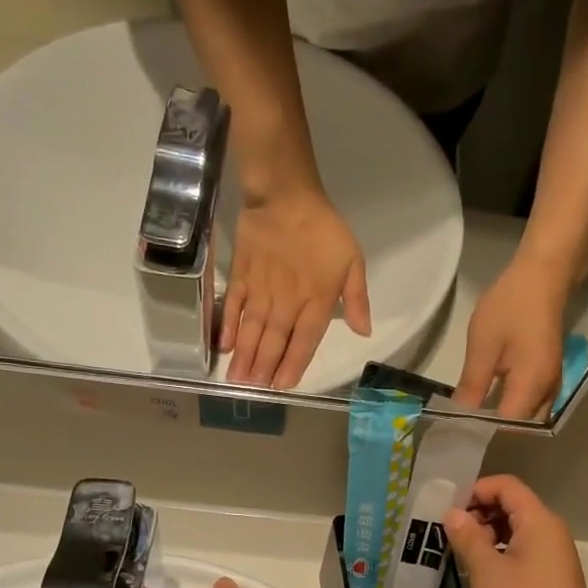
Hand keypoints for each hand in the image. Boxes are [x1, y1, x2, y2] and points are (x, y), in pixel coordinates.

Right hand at [222, 187, 370, 389]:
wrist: (285, 196)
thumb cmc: (323, 229)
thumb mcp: (353, 261)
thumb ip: (357, 299)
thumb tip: (363, 332)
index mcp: (316, 301)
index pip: (304, 341)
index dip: (293, 365)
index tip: (282, 386)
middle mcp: (287, 302)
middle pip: (274, 341)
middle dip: (264, 368)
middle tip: (254, 391)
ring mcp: (260, 290)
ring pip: (252, 330)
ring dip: (245, 357)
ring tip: (236, 380)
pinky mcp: (241, 276)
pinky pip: (233, 306)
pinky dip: (228, 326)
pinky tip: (223, 345)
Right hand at [441, 475, 587, 587]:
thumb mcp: (486, 572)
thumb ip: (468, 538)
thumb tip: (453, 514)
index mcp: (539, 522)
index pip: (507, 486)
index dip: (476, 490)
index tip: (450, 510)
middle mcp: (551, 534)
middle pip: (513, 507)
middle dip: (480, 514)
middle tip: (452, 536)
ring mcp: (554, 559)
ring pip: (517, 533)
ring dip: (488, 537)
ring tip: (463, 557)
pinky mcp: (551, 581)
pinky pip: (523, 554)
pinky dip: (501, 556)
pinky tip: (481, 577)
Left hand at [455, 253, 570, 419]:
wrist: (544, 274)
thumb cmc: (511, 306)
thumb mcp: (483, 345)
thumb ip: (473, 384)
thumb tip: (461, 414)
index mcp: (532, 387)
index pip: (507, 425)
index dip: (483, 430)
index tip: (458, 430)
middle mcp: (548, 391)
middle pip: (521, 425)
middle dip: (495, 428)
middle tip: (464, 424)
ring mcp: (552, 381)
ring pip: (529, 414)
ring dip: (504, 416)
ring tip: (475, 413)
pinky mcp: (549, 371)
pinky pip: (532, 400)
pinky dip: (513, 403)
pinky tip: (492, 396)